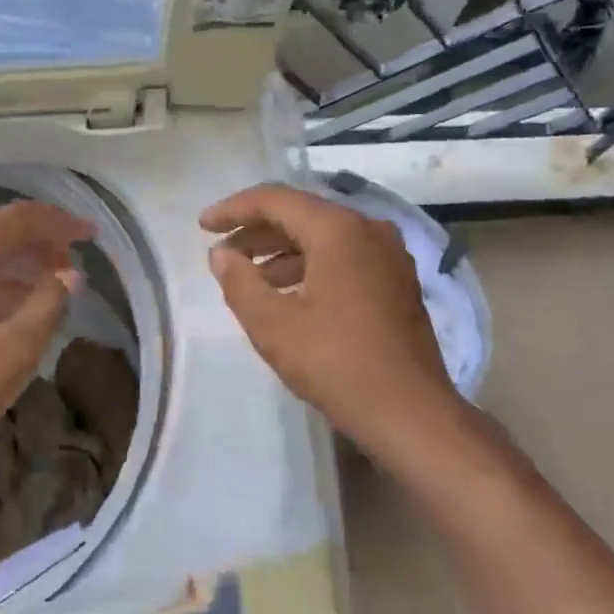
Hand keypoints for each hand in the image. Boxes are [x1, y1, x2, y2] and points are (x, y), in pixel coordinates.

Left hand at [0, 200, 91, 495]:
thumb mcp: (11, 354)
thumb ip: (47, 306)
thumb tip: (66, 276)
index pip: (13, 219)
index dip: (57, 222)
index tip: (91, 236)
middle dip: (35, 247)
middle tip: (72, 268)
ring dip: (12, 273)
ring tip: (47, 295)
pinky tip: (3, 321)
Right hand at [201, 183, 463, 457]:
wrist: (410, 413)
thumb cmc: (336, 363)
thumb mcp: (273, 325)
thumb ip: (239, 282)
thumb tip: (221, 254)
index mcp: (339, 230)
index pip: (276, 200)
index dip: (233, 209)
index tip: (203, 226)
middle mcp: (368, 230)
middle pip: (301, 214)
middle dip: (256, 230)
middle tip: (221, 251)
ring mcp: (388, 255)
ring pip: (324, 237)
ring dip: (281, 251)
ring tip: (247, 276)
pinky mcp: (397, 281)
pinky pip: (344, 256)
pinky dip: (310, 265)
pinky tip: (286, 293)